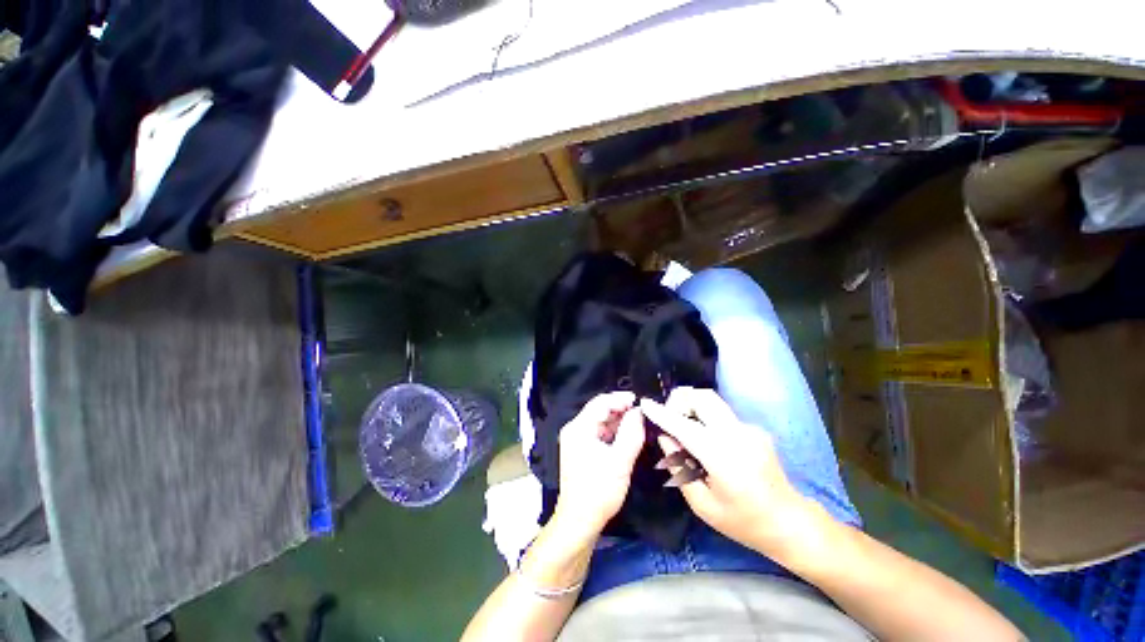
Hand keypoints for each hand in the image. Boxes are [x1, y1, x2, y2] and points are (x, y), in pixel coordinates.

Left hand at [552, 392, 644, 544]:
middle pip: (599, 410)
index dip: (620, 399)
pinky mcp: (581, 451)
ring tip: (639, 423)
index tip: (640, 401)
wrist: (579, 521)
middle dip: (621, 410)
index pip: (601, 402)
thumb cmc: (599, 491)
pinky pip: (598, 433)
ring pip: (600, 422)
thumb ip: (631, 432)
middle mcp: (574, 429)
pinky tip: (627, 436)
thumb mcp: (620, 461)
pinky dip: (613, 432)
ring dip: (618, 421)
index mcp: (579, 427)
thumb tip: (639, 411)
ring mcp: (576, 440)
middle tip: (642, 413)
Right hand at [640, 387, 813, 555]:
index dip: (662, 413)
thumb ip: (680, 467)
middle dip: (680, 400)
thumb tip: (666, 438)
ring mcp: (749, 428)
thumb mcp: (703, 505)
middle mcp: (737, 434)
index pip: (684, 426)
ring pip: (712, 401)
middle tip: (671, 418)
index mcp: (722, 457)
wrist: (790, 522)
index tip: (645, 403)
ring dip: (693, 407)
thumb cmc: (742, 521)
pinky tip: (709, 443)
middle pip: (703, 396)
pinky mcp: (754, 428)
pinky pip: (722, 415)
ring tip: (687, 431)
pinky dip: (707, 420)